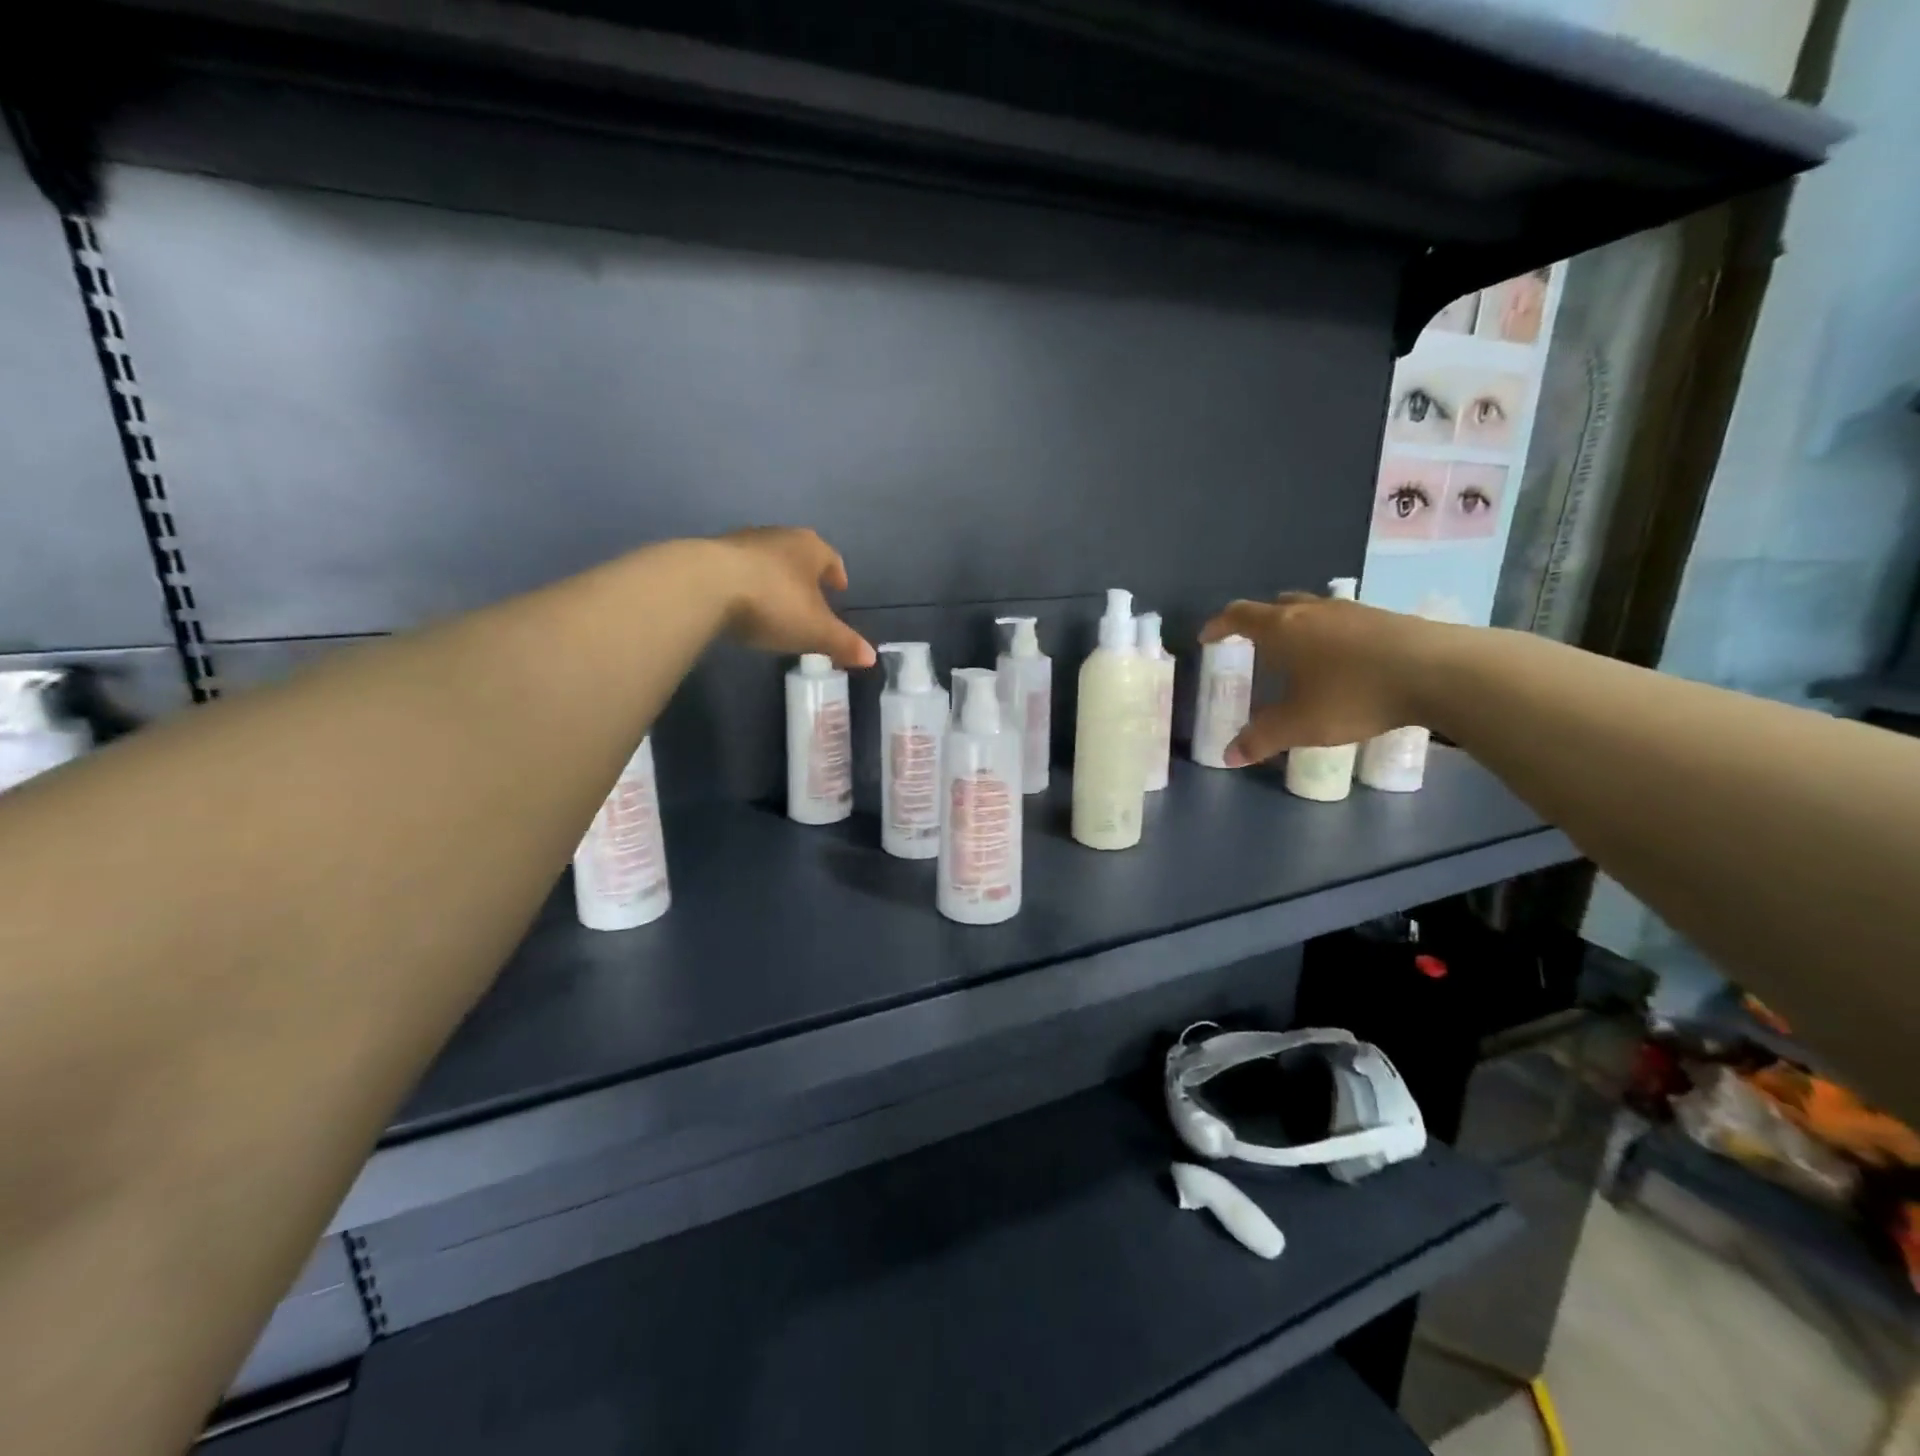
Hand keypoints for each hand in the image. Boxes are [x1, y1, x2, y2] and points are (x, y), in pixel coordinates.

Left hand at [715, 527, 874, 667]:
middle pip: (798, 554)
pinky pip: (738, 568)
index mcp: (810, 547)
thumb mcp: (815, 630)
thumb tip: (872, 657)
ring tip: (776, 602)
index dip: (837, 575)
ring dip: (774, 577)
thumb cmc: (773, 603)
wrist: (705, 585)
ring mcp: (742, 541)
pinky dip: (746, 582)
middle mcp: (779, 535)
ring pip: (767, 559)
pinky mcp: (711, 553)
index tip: (839, 589)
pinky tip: (742, 603)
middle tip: (810, 598)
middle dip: (805, 575)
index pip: (831, 558)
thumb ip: (843, 643)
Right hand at [1199, 594, 1434, 765]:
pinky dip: (1328, 635)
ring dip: (1296, 627)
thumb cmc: (1353, 693)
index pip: (1239, 616)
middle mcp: (1312, 611)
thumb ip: (1261, 739)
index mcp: (1282, 629)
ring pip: (1312, 611)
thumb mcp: (1300, 724)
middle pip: (1275, 605)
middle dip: (1258, 623)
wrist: (1439, 671)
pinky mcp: (1384, 619)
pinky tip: (1341, 662)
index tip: (1207, 637)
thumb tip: (1228, 756)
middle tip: (1251, 644)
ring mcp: (1352, 611)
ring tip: (1297, 654)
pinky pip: (1342, 621)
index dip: (1219, 625)